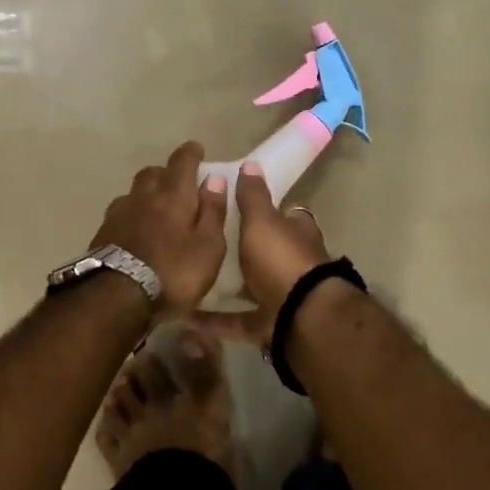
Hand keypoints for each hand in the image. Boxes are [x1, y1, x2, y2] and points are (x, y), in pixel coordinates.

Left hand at [90, 142, 229, 314]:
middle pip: (153, 172)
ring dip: (146, 193)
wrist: (116, 297)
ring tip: (156, 208)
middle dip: (166, 172)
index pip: (182, 162)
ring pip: (134, 192)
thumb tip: (214, 179)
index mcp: (173, 195)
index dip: (191, 153)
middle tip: (178, 184)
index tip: (197, 149)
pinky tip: (135, 229)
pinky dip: (132, 214)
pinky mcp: (103, 233)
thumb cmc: (173, 273)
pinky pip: (120, 212)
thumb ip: (212, 211)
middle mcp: (144, 196)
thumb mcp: (208, 247)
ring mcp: (119, 213)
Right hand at [194, 162, 330, 342]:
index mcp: (297, 234)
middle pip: (265, 253)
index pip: (283, 215)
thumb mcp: (262, 221)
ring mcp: (282, 298)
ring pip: (251, 288)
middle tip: (204, 243)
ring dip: (226, 287)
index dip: (263, 210)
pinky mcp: (268, 326)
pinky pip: (236, 321)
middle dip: (241, 251)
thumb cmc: (282, 259)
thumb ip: (253, 196)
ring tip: (191, 278)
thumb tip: (251, 163)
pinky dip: (214, 320)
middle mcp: (293, 264)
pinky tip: (187, 317)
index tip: (234, 206)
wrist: (302, 318)